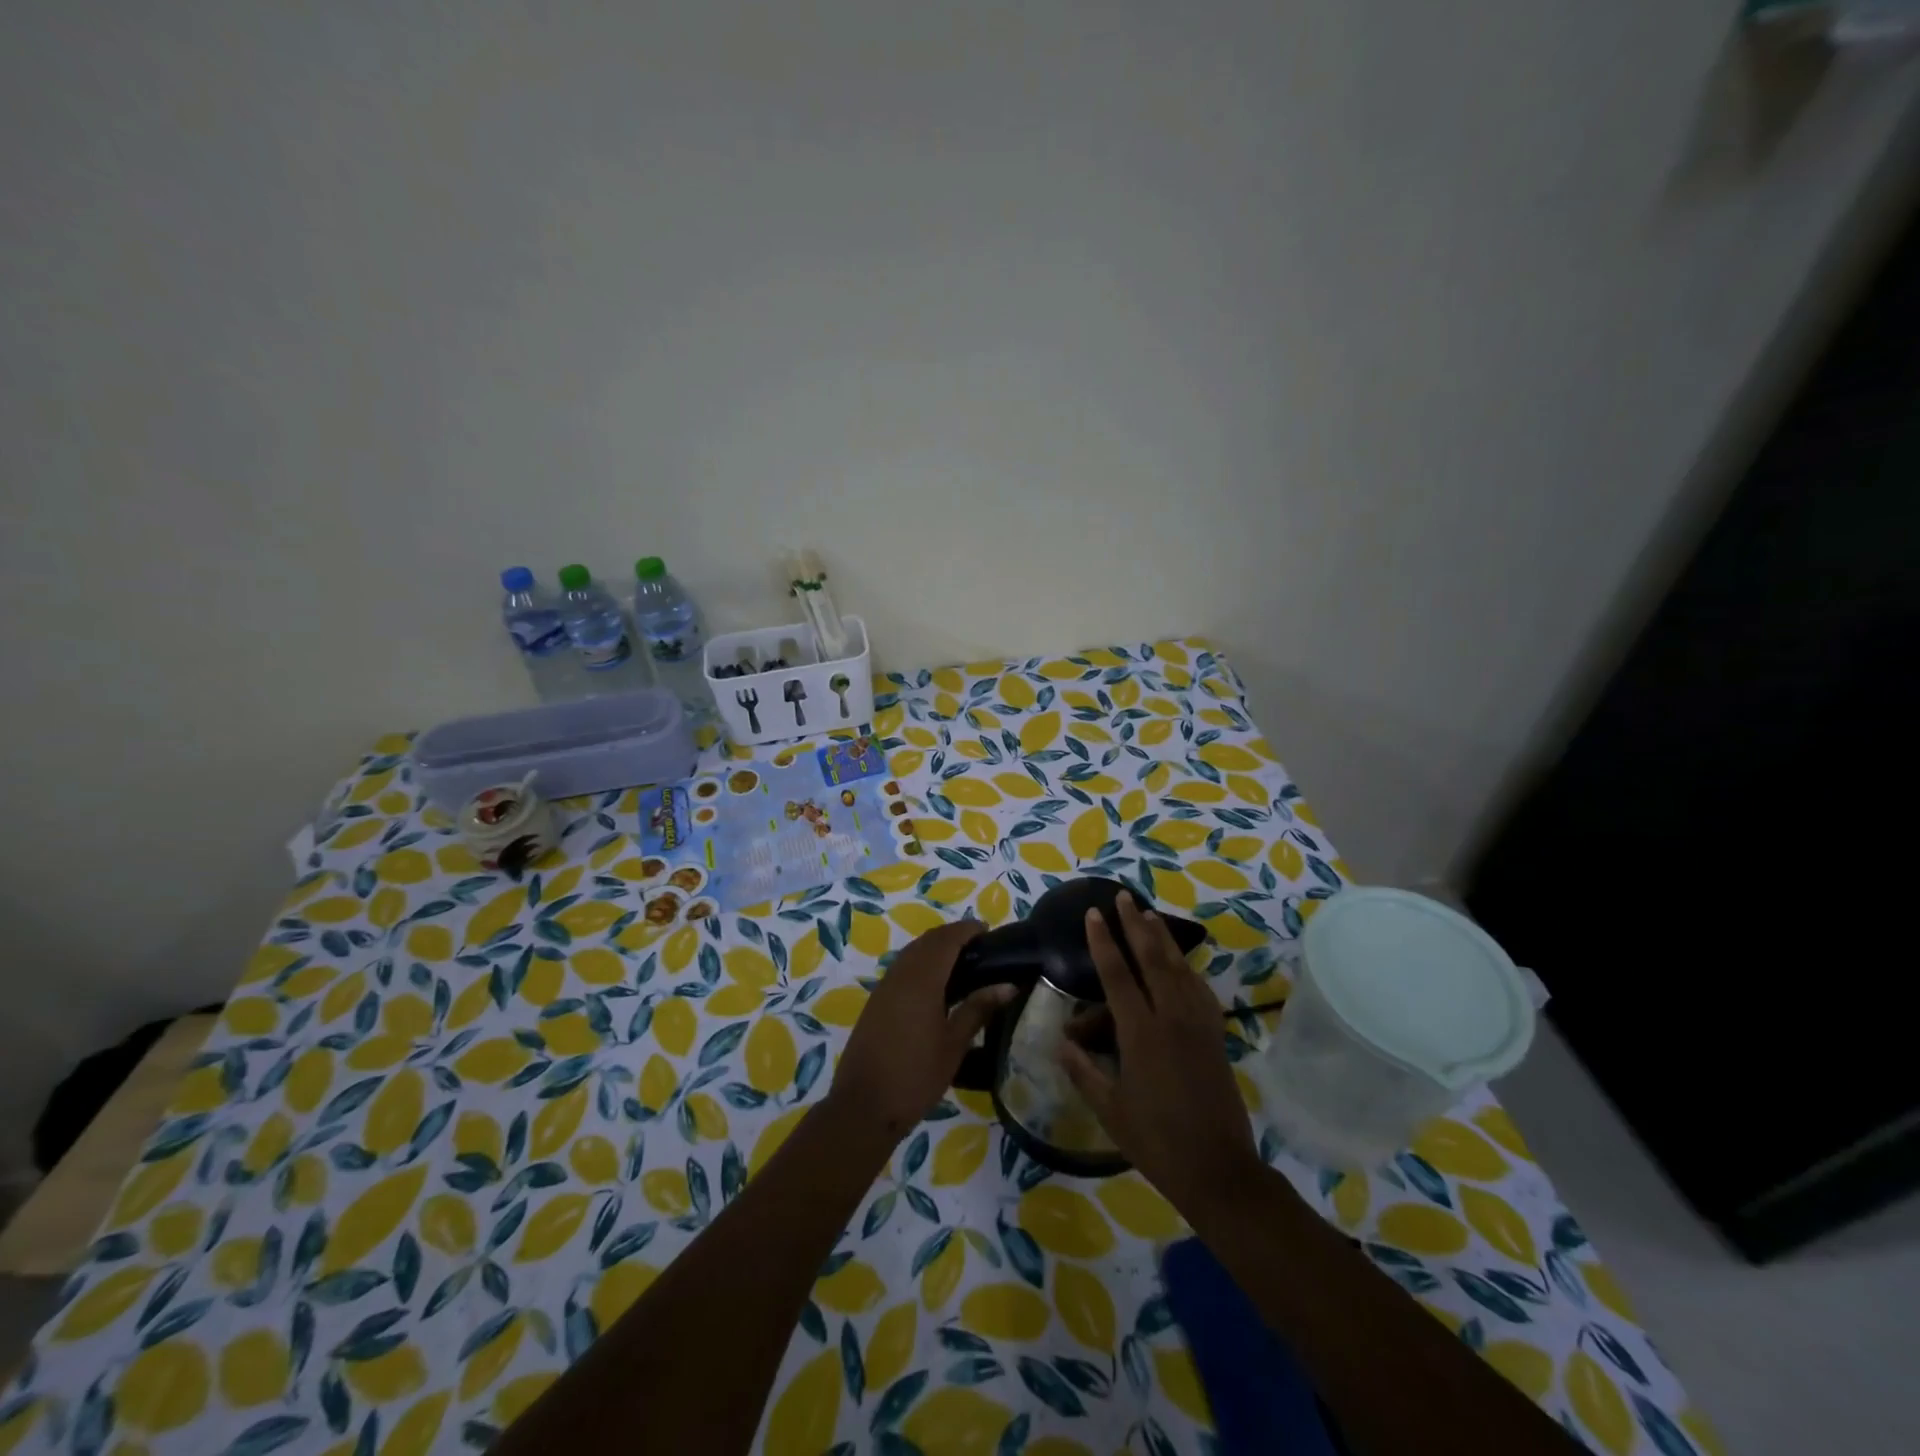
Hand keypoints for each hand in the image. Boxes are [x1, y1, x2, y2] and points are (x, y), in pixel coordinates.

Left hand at [828, 919, 1012, 1145]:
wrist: (864, 1105)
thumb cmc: (915, 1075)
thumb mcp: (954, 1044)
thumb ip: (978, 1009)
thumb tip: (1008, 986)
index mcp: (922, 979)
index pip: (946, 940)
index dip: (966, 930)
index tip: (987, 930)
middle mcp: (900, 974)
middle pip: (927, 941)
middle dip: (952, 935)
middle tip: (979, 946)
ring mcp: (884, 987)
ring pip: (912, 952)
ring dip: (934, 948)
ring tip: (961, 962)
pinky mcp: (876, 1001)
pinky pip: (902, 968)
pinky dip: (921, 962)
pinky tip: (935, 984)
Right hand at [1059, 892, 1262, 1218]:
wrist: (1218, 1169)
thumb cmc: (1156, 1141)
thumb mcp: (1110, 1110)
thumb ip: (1084, 1072)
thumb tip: (1061, 1042)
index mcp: (1141, 1033)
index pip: (1117, 975)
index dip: (1103, 942)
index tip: (1092, 914)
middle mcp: (1171, 1018)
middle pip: (1151, 959)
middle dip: (1134, 925)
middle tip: (1121, 897)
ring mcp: (1197, 1024)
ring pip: (1178, 968)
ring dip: (1161, 938)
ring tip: (1147, 914)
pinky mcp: (1214, 1035)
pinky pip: (1199, 989)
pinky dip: (1186, 968)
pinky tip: (1180, 962)